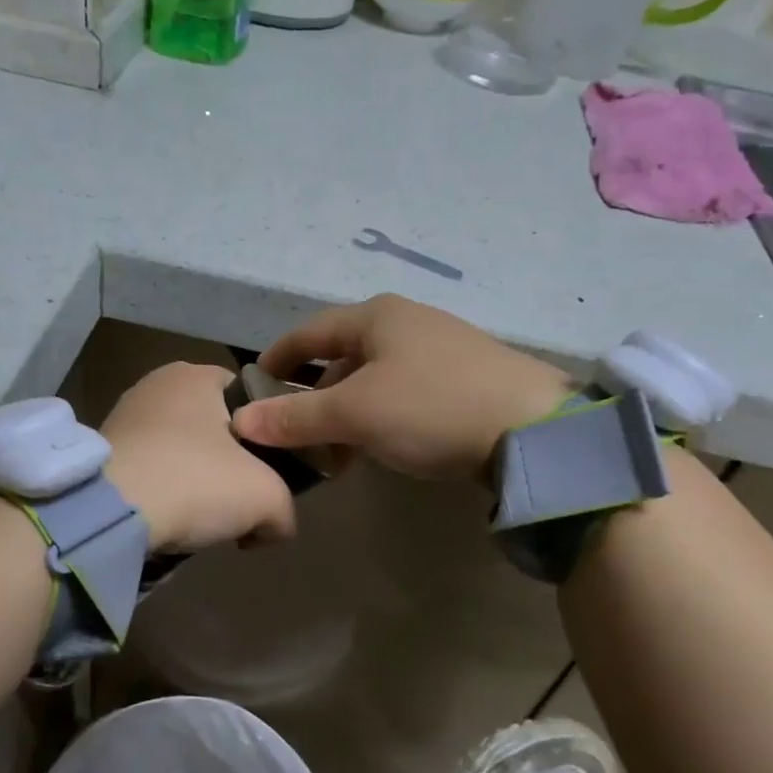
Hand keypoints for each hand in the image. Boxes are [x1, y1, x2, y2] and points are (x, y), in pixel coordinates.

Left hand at [102, 362, 298, 551]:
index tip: (270, 474)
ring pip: (180, 451)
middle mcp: (157, 384)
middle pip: (214, 427)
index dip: (267, 436)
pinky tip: (165, 519)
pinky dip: (161, 492)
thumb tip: (273, 527)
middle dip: (229, 465)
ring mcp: (123, 415)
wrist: (107, 513)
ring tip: (199, 519)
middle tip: (237, 504)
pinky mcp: (99, 451)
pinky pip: (148, 469)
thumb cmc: (195, 482)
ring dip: (193, 482)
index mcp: (197, 374)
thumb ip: (285, 510)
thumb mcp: (266, 498)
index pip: (250, 397)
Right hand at [231, 295, 575, 481]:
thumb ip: (296, 417)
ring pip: (373, 379)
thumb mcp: (355, 413)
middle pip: (341, 358)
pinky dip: (379, 418)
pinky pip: (403, 393)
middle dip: (313, 398)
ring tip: (335, 455)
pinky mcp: (463, 378)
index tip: (251, 390)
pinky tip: (380, 447)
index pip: (308, 333)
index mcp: (375, 317)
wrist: (532, 427)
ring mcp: (439, 348)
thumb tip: (240, 422)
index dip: (276, 360)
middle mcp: (406, 322)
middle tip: (295, 437)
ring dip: (346, 414)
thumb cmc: (430, 407)